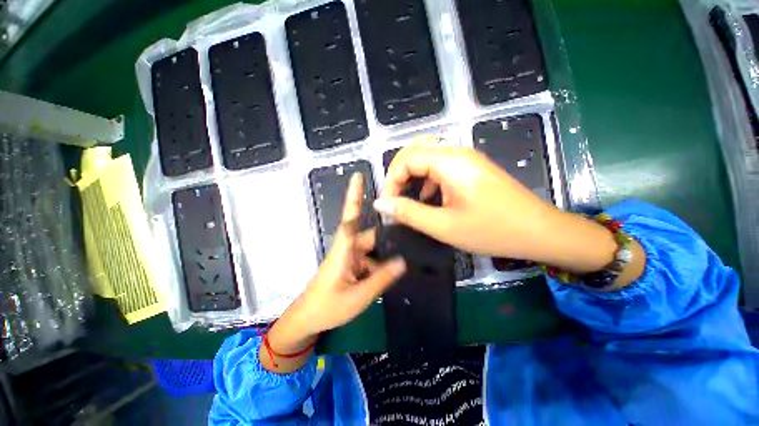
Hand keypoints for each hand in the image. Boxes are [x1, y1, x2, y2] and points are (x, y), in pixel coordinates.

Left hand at [266, 174, 405, 359]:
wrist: (307, 321)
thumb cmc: (328, 307)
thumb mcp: (359, 296)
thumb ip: (381, 278)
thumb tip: (402, 261)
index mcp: (344, 250)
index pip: (351, 217)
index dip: (354, 196)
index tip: (358, 176)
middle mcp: (347, 248)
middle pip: (371, 236)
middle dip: (389, 239)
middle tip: (412, 240)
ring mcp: (349, 258)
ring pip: (372, 249)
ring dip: (385, 256)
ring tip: (405, 261)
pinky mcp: (350, 266)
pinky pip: (369, 260)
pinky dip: (379, 265)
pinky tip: (391, 273)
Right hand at [375, 144, 554, 259]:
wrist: (539, 231)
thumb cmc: (491, 230)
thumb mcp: (443, 226)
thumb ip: (409, 213)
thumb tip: (381, 204)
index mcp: (449, 162)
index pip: (406, 159)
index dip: (391, 181)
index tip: (387, 205)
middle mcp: (457, 152)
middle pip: (415, 151)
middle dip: (398, 174)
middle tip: (394, 199)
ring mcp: (466, 158)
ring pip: (427, 157)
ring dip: (412, 176)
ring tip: (407, 198)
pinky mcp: (472, 168)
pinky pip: (440, 166)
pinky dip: (427, 179)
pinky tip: (428, 197)